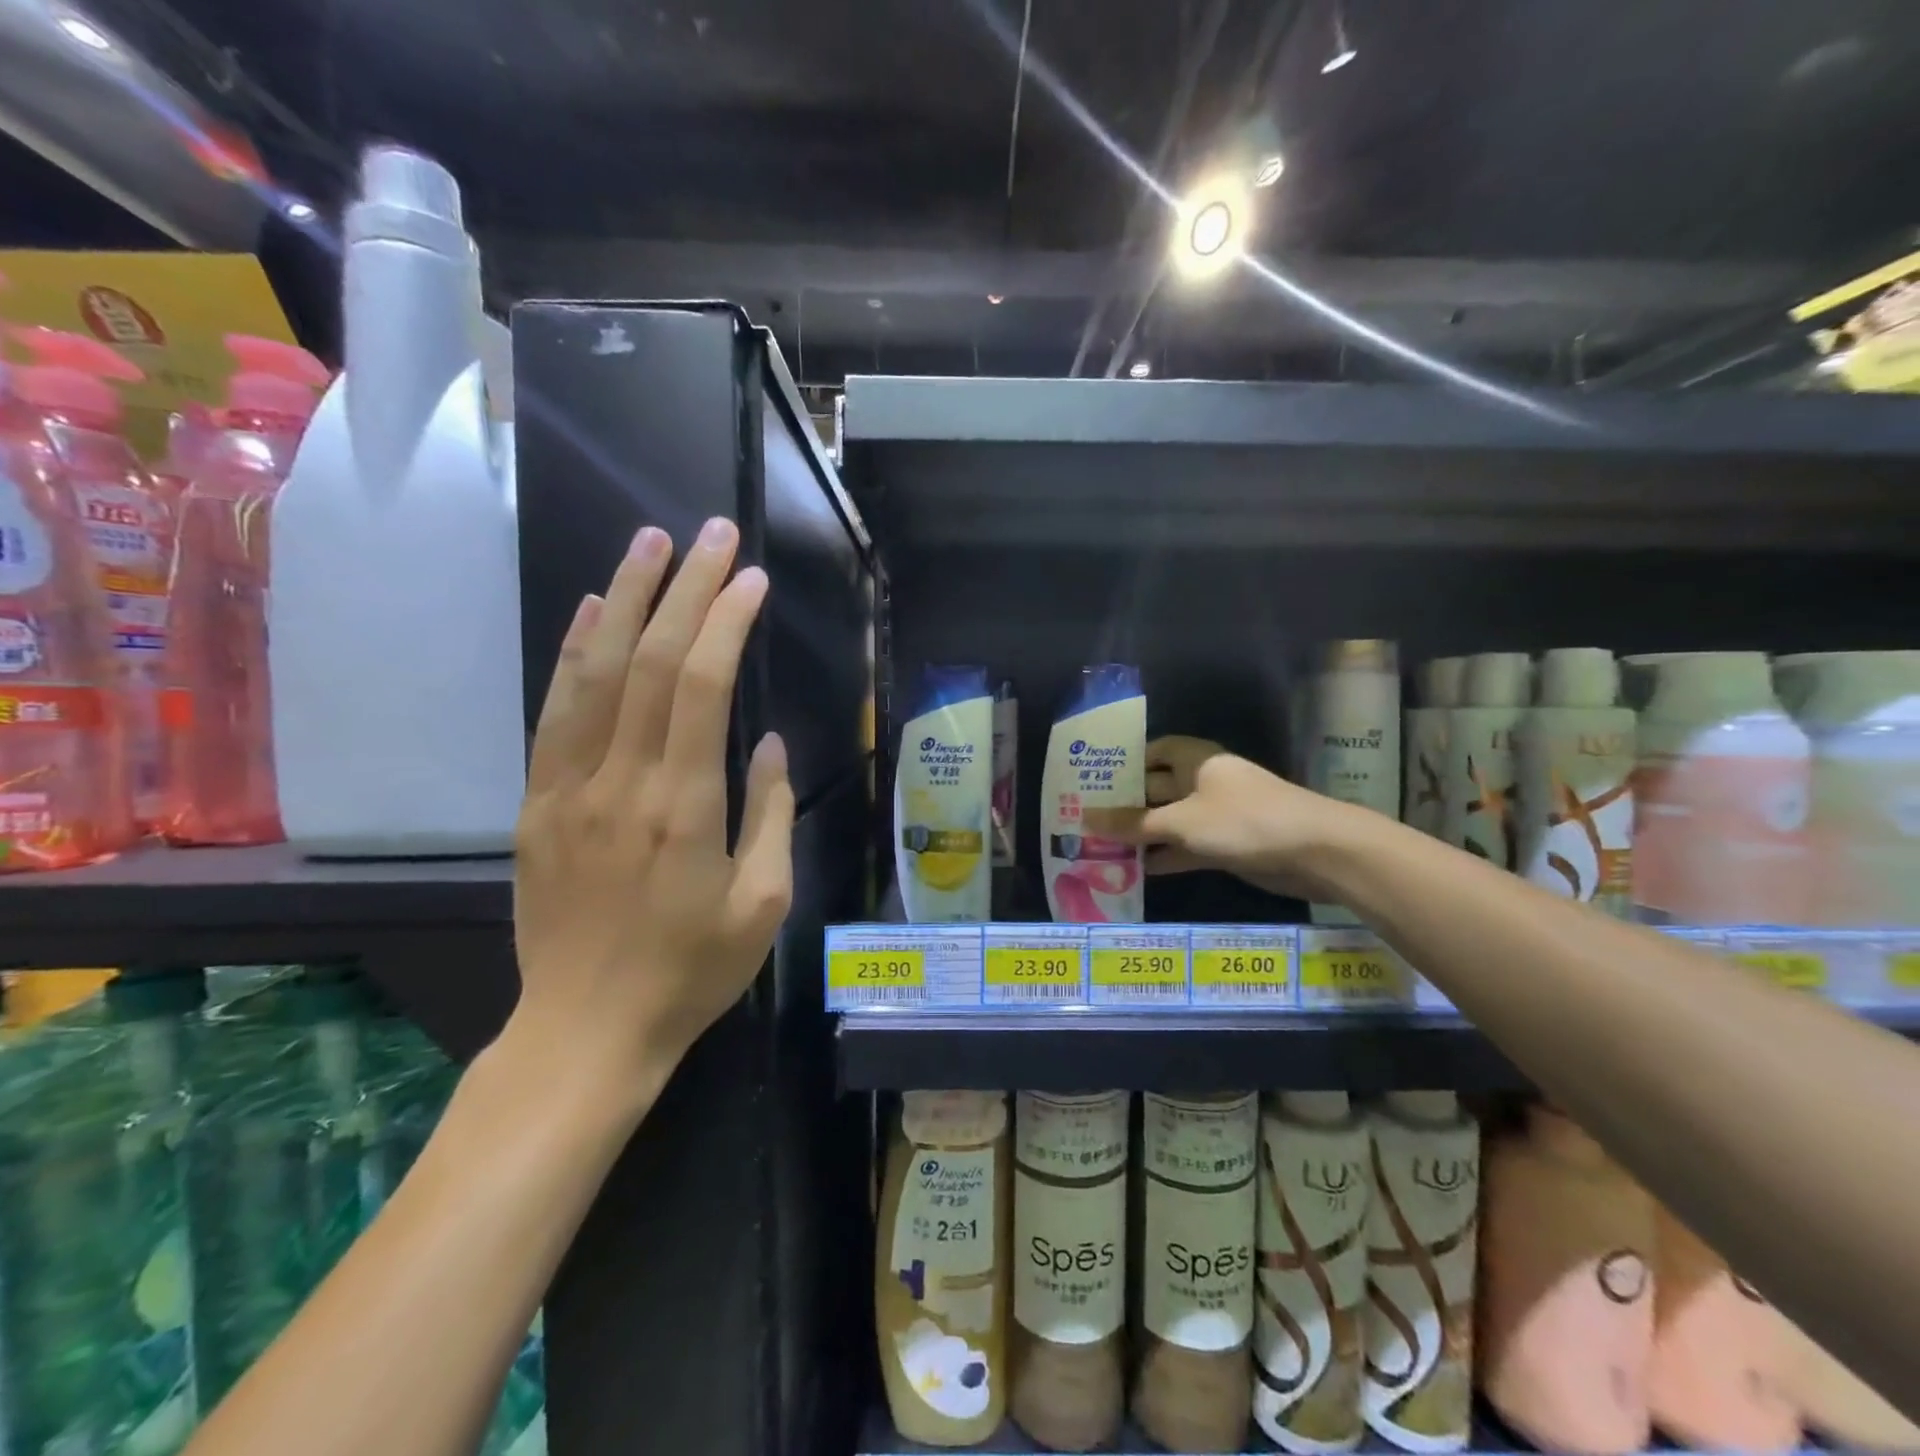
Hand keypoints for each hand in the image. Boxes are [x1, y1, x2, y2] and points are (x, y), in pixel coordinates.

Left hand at [510, 517, 793, 1098]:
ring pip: (593, 673)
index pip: (701, 687)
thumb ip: (771, 814)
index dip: (726, 622)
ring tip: (651, 543)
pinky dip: (574, 653)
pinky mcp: (538, 804)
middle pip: (648, 662)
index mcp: (682, 808)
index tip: (752, 579)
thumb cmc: (691, 972)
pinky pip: (554, 713)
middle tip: (711, 533)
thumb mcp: (762, 904)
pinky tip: (595, 610)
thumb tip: (770, 742)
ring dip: (625, 599)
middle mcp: (620, 783)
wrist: (586, 1030)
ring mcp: (568, 789)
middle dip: (684, 588)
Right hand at [1088, 735, 1345, 899]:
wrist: (1314, 851)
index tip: (1094, 777)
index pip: (1155, 750)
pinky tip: (1137, 871)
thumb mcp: (1181, 821)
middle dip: (1127, 802)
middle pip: (1158, 788)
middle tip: (1086, 816)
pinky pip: (1187, 847)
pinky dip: (1166, 856)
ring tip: (1101, 847)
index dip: (1127, 761)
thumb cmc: (1242, 820)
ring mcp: (1218, 815)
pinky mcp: (1227, 844)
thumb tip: (1084, 819)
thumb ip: (1133, 823)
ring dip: (1143, 834)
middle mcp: (1204, 783)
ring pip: (1171, 821)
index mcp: (1196, 760)